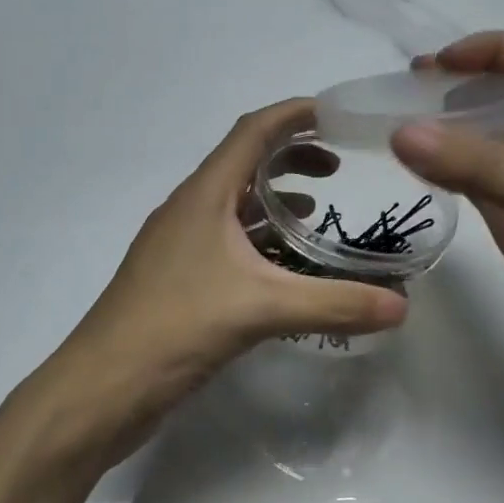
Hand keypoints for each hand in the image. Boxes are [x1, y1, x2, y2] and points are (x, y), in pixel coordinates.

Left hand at [71, 99, 407, 411]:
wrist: (101, 387)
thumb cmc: (175, 328)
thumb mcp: (262, 310)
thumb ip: (334, 304)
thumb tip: (402, 307)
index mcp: (203, 196)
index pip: (252, 131)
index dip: (295, 115)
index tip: (339, 115)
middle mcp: (189, 211)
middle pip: (244, 164)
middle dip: (291, 157)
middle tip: (338, 170)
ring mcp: (180, 247)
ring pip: (234, 206)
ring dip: (275, 200)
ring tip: (320, 212)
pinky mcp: (178, 281)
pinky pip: (227, 243)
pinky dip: (260, 241)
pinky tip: (284, 267)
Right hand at [390, 32, 503, 408]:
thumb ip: (478, 164)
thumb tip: (401, 132)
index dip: (487, 50)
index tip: (434, 65)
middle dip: (456, 90)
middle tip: (401, 97)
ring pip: (487, 144)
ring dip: (447, 133)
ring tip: (397, 133)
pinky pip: (479, 188)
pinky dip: (448, 175)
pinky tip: (418, 175)